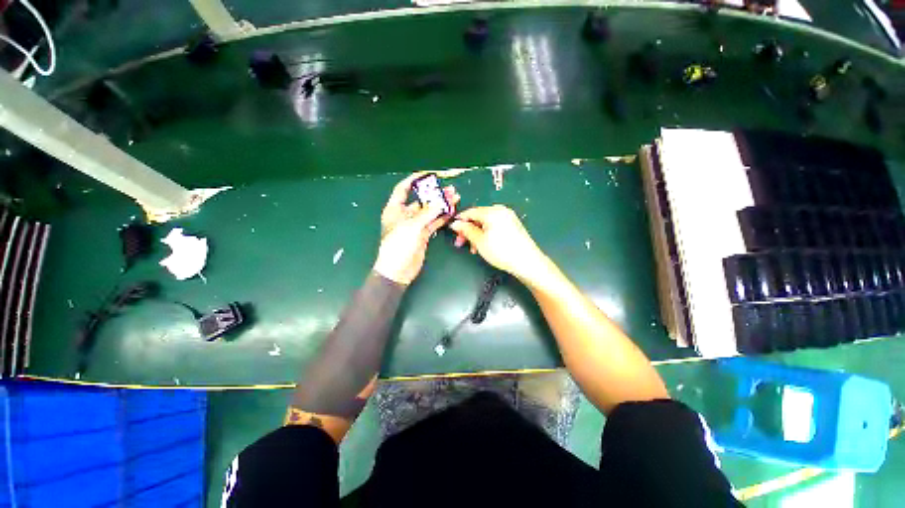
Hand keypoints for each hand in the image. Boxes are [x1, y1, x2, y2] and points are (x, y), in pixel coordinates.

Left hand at [374, 173, 459, 284]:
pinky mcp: (423, 235)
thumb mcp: (412, 227)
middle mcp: (405, 215)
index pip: (403, 189)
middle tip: (450, 189)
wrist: (398, 271)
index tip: (428, 175)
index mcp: (395, 209)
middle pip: (421, 200)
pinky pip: (434, 223)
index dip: (414, 180)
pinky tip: (452, 211)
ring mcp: (415, 225)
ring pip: (430, 212)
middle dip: (435, 194)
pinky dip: (442, 217)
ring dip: (442, 205)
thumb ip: (427, 213)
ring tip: (455, 198)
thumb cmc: (398, 246)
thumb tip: (441, 202)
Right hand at [449, 205, 547, 282]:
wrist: (526, 262)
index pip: (470, 212)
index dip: (459, 221)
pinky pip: (494, 226)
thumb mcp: (479, 241)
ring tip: (474, 249)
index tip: (452, 231)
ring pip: (486, 223)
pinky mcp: (513, 225)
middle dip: (468, 230)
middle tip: (461, 243)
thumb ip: (466, 230)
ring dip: (477, 234)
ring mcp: (508, 217)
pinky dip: (487, 234)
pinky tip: (484, 246)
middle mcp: (500, 210)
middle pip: (478, 217)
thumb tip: (455, 224)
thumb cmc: (501, 251)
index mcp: (492, 211)